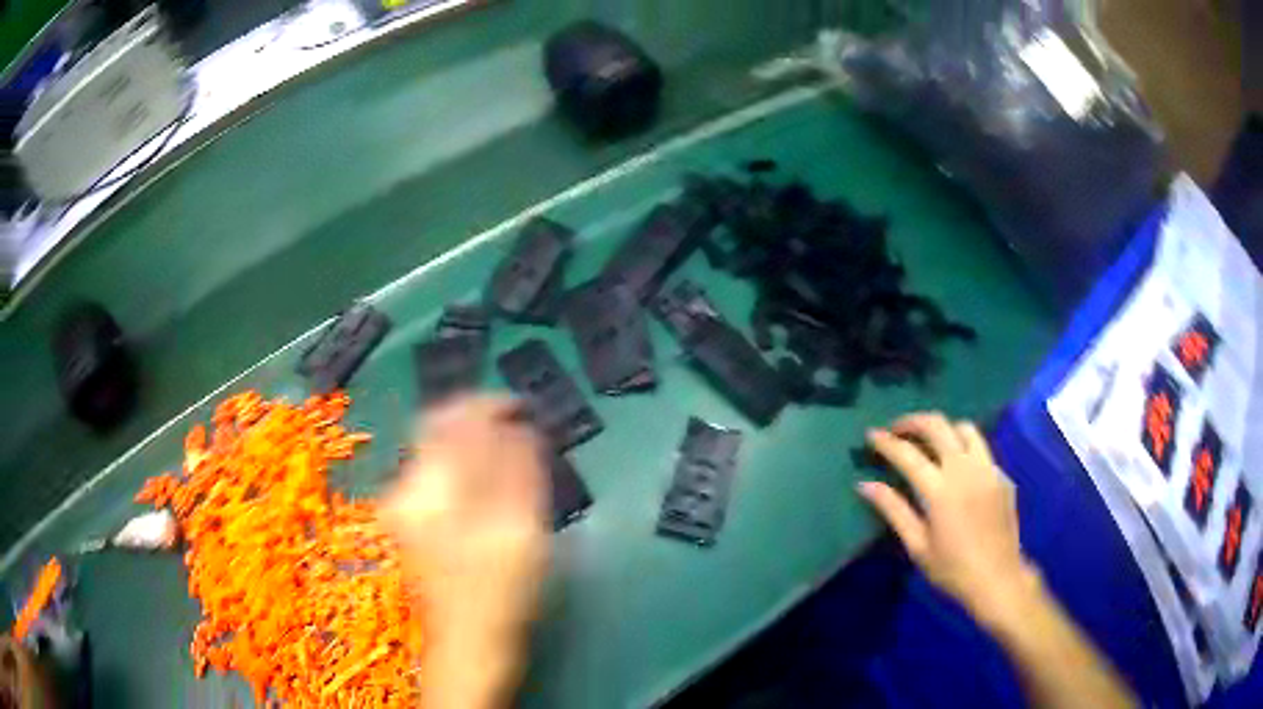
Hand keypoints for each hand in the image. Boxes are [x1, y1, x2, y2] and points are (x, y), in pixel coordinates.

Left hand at [381, 396, 549, 708]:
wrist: (469, 647)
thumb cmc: (497, 593)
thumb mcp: (516, 528)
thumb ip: (515, 469)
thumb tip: (516, 425)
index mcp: (425, 487)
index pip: (448, 418)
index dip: (487, 405)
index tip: (522, 407)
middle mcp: (405, 489)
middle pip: (439, 433)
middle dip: (481, 425)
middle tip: (521, 431)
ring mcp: (406, 508)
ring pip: (441, 455)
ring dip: (477, 447)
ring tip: (514, 459)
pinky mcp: (415, 524)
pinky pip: (442, 478)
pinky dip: (469, 471)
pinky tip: (494, 488)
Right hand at [859, 412, 1037, 628]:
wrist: (998, 578)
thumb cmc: (952, 569)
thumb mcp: (917, 545)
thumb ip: (893, 510)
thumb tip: (865, 485)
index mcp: (940, 490)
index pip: (907, 454)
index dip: (886, 442)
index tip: (871, 435)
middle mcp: (965, 469)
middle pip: (937, 426)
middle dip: (912, 421)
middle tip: (896, 429)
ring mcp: (987, 468)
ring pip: (964, 428)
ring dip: (942, 428)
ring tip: (929, 441)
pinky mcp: (1002, 474)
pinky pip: (981, 449)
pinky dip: (963, 448)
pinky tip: (957, 468)